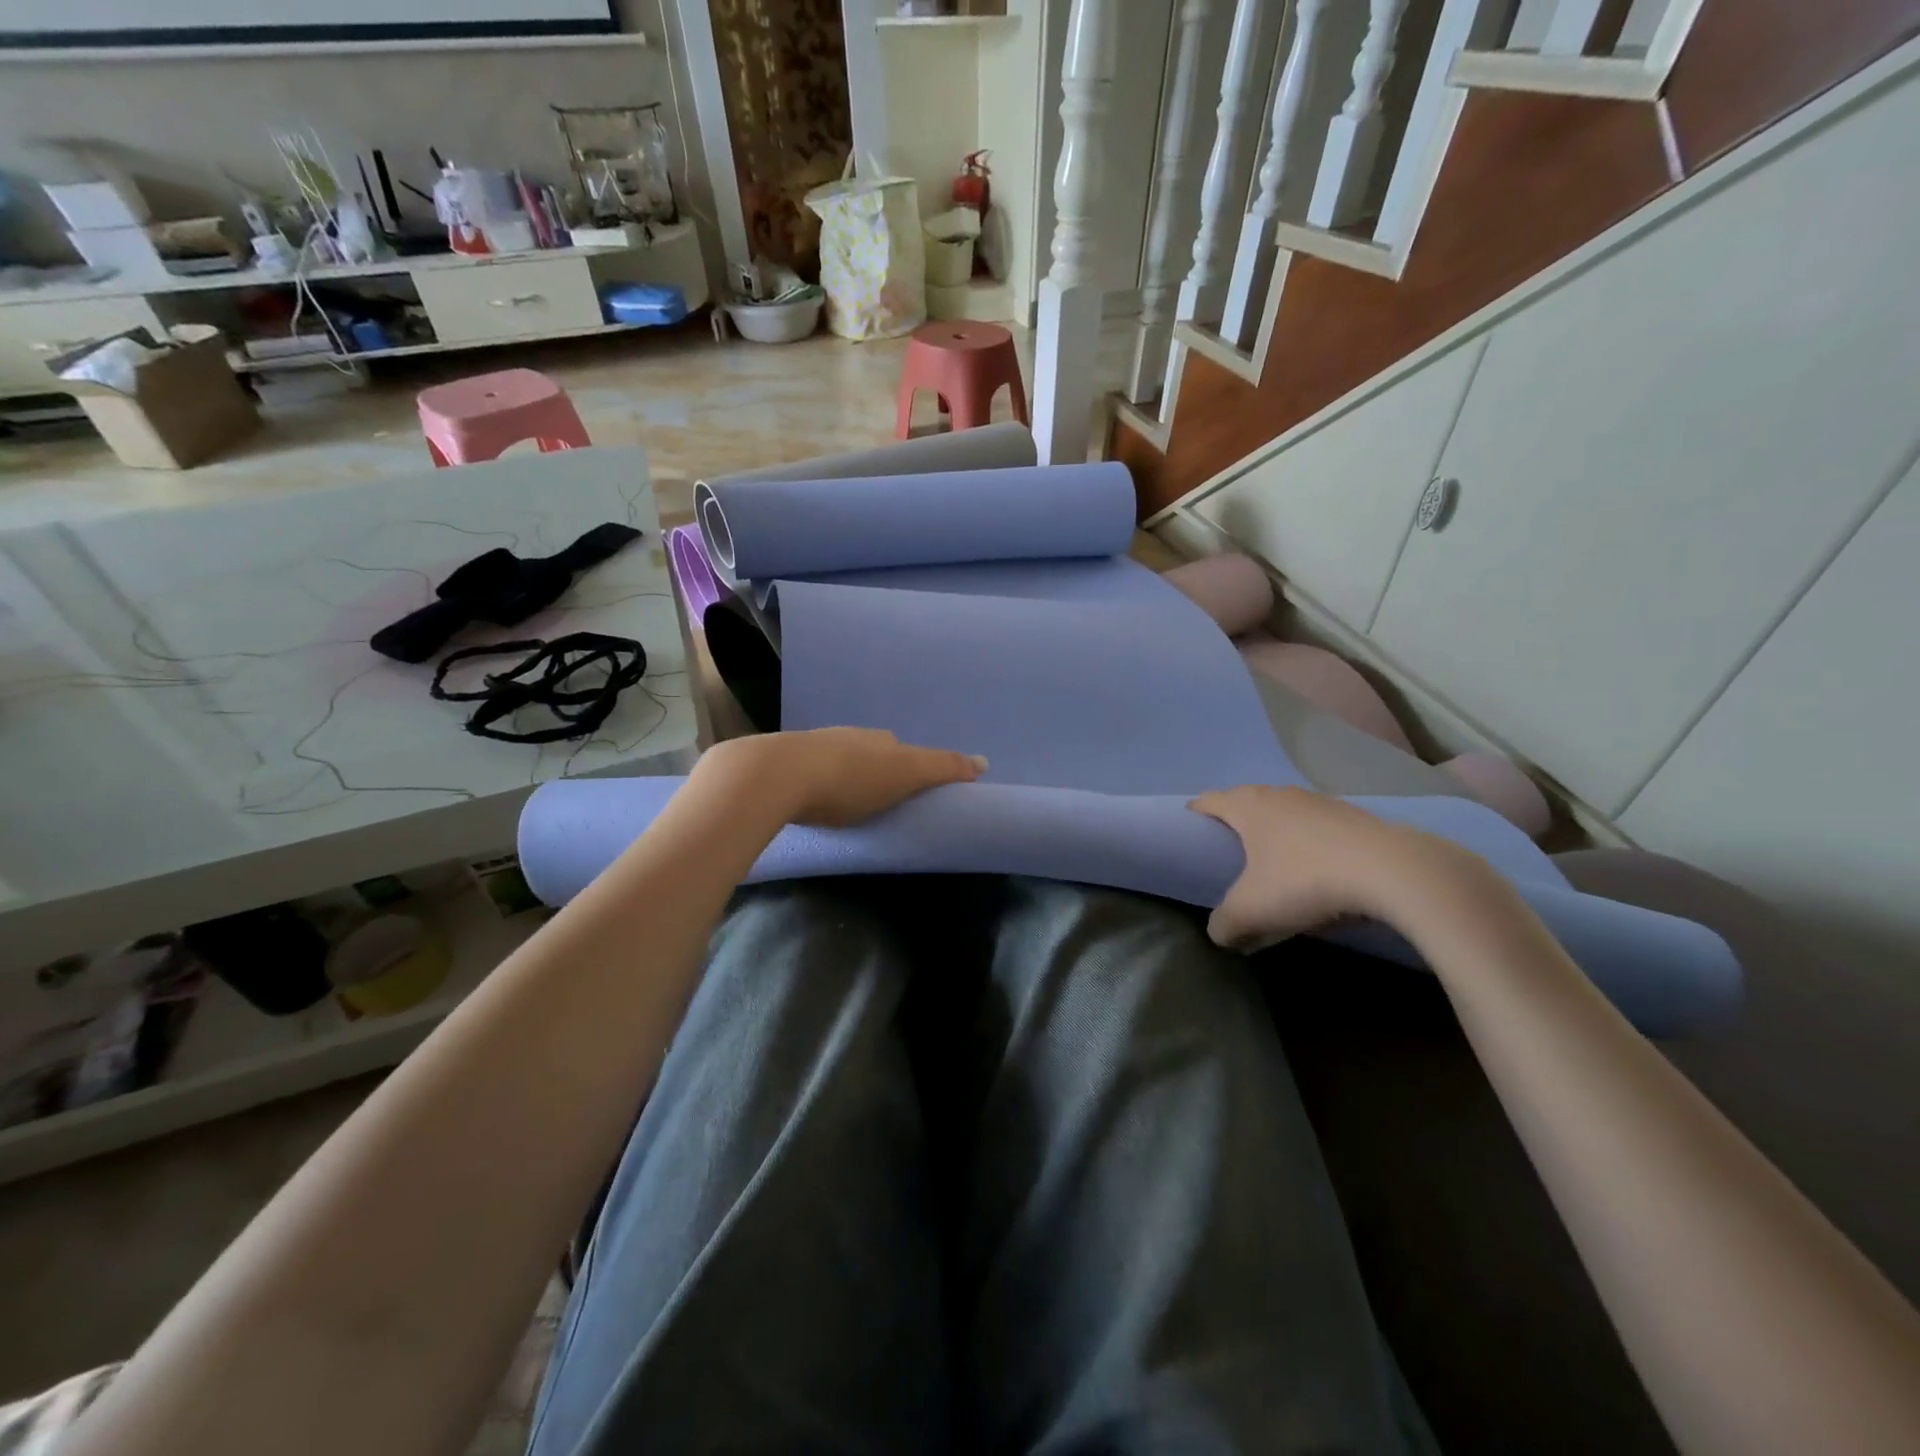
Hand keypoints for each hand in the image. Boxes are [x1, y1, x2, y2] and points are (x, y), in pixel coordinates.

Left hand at [699, 728, 985, 827]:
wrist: (777, 775)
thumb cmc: (850, 780)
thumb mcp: (905, 774)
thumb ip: (943, 768)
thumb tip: (984, 761)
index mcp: (878, 739)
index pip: (902, 750)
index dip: (910, 768)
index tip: (909, 791)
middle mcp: (848, 736)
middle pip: (869, 752)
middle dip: (875, 771)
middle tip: (878, 800)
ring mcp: (812, 747)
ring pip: (837, 759)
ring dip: (843, 776)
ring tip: (844, 803)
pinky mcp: (782, 764)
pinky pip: (808, 772)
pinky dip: (815, 783)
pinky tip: (810, 798)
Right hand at [1189, 785, 1469, 949]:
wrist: (1393, 871)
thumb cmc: (1305, 881)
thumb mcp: (1252, 911)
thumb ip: (1225, 923)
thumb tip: (1218, 932)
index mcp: (1247, 807)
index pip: (1208, 800)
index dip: (1193, 814)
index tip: (1188, 833)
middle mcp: (1279, 794)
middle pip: (1245, 801)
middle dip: (1234, 823)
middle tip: (1228, 852)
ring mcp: (1319, 802)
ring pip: (1284, 812)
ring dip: (1274, 832)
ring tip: (1273, 862)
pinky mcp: (1354, 816)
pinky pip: (1316, 825)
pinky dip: (1308, 842)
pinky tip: (1317, 869)